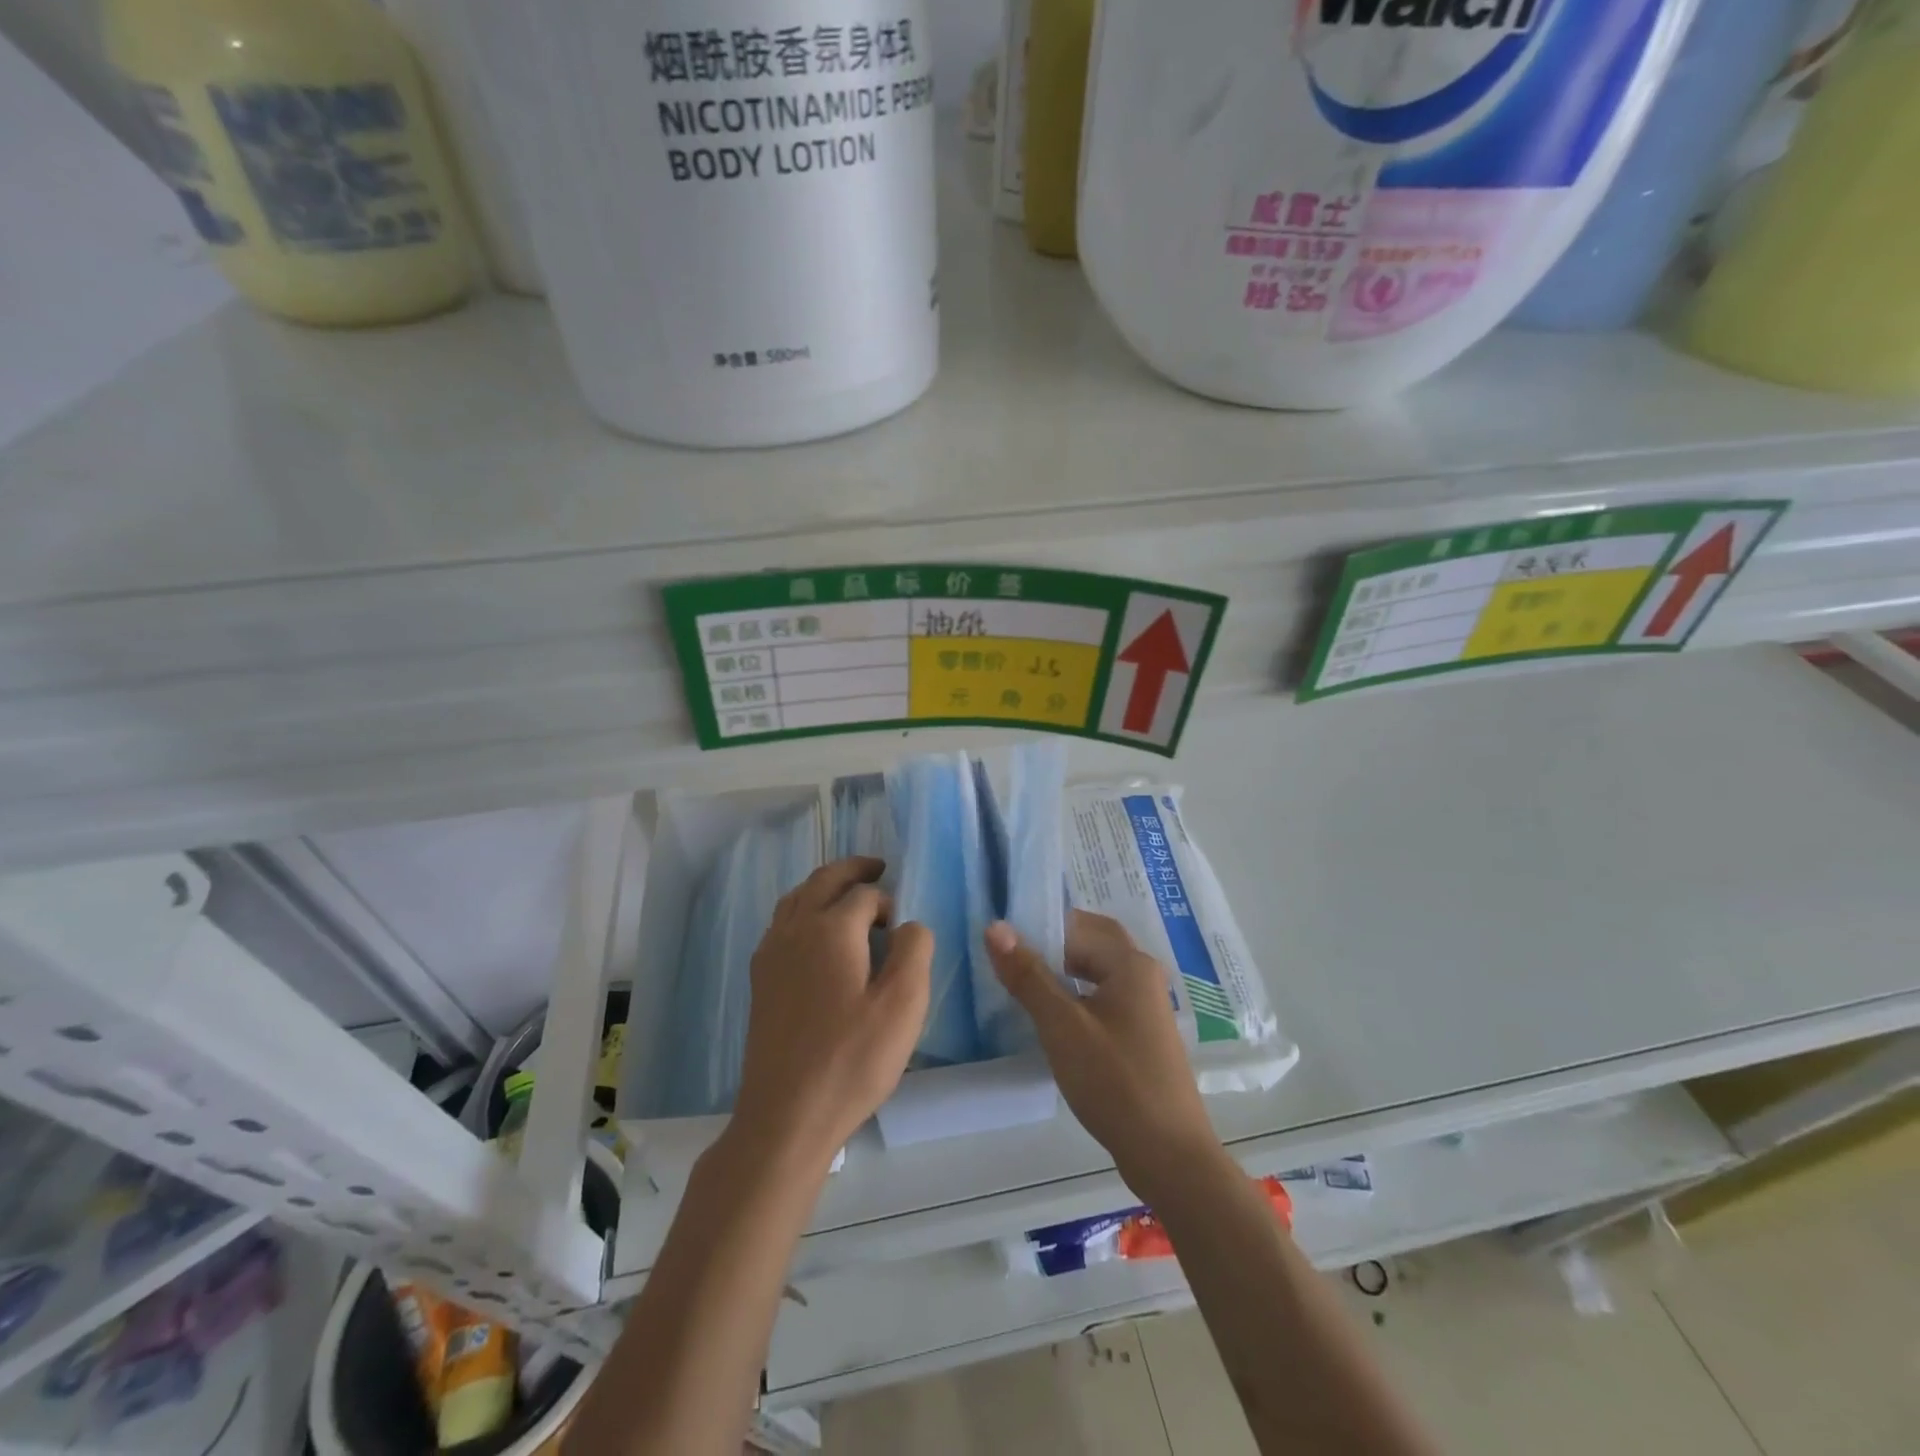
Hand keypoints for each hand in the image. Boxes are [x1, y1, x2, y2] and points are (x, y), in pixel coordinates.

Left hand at [729, 857, 931, 1171]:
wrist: (785, 1117)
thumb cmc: (852, 1060)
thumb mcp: (904, 1005)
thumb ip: (915, 950)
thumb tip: (908, 924)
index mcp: (831, 929)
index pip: (864, 893)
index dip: (887, 900)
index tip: (901, 926)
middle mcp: (794, 929)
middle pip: (823, 880)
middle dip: (852, 870)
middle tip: (877, 867)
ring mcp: (770, 954)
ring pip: (796, 898)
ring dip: (824, 886)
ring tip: (847, 894)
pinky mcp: (760, 979)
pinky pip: (782, 923)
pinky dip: (802, 910)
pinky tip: (815, 936)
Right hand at [986, 910, 1222, 1198]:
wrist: (1169, 1156)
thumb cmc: (1115, 1081)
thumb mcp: (1062, 1026)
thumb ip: (1028, 975)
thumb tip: (996, 927)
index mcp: (1130, 963)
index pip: (1080, 924)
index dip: (1042, 925)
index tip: (1004, 939)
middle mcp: (1143, 977)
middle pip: (1092, 945)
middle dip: (1052, 948)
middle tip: (1011, 960)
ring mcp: (1146, 1009)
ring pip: (1097, 975)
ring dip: (1063, 975)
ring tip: (1023, 988)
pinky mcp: (1142, 1037)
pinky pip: (1104, 1002)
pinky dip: (1077, 1001)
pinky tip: (1053, 1023)